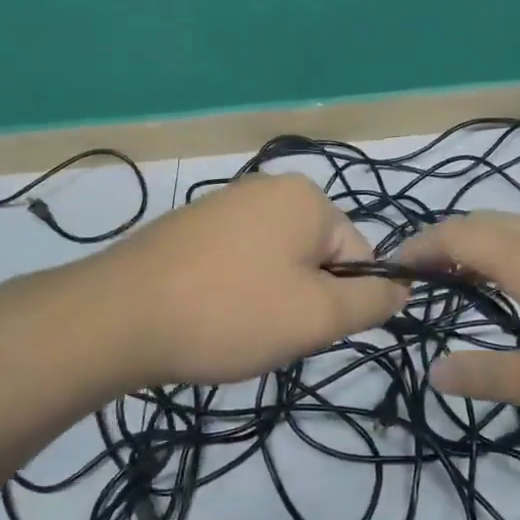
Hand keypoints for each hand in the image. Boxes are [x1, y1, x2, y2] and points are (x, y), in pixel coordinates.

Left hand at [89, 174, 407, 386]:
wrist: (116, 317)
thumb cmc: (230, 313)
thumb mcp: (317, 316)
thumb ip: (373, 302)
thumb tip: (403, 289)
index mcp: (306, 197)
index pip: (360, 256)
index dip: (343, 302)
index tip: (305, 330)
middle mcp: (268, 188)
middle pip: (318, 258)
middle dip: (305, 301)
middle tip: (269, 332)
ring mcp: (224, 204)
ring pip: (278, 264)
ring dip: (271, 300)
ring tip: (235, 328)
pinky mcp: (190, 227)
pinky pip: (239, 263)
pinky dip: (235, 293)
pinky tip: (209, 317)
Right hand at [397, 211, 519, 432]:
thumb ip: (489, 376)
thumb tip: (432, 372)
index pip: (456, 235)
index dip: (418, 247)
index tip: (389, 270)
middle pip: (485, 224)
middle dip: (445, 244)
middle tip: (421, 279)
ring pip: (518, 232)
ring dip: (481, 250)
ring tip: (464, 288)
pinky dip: (514, 258)